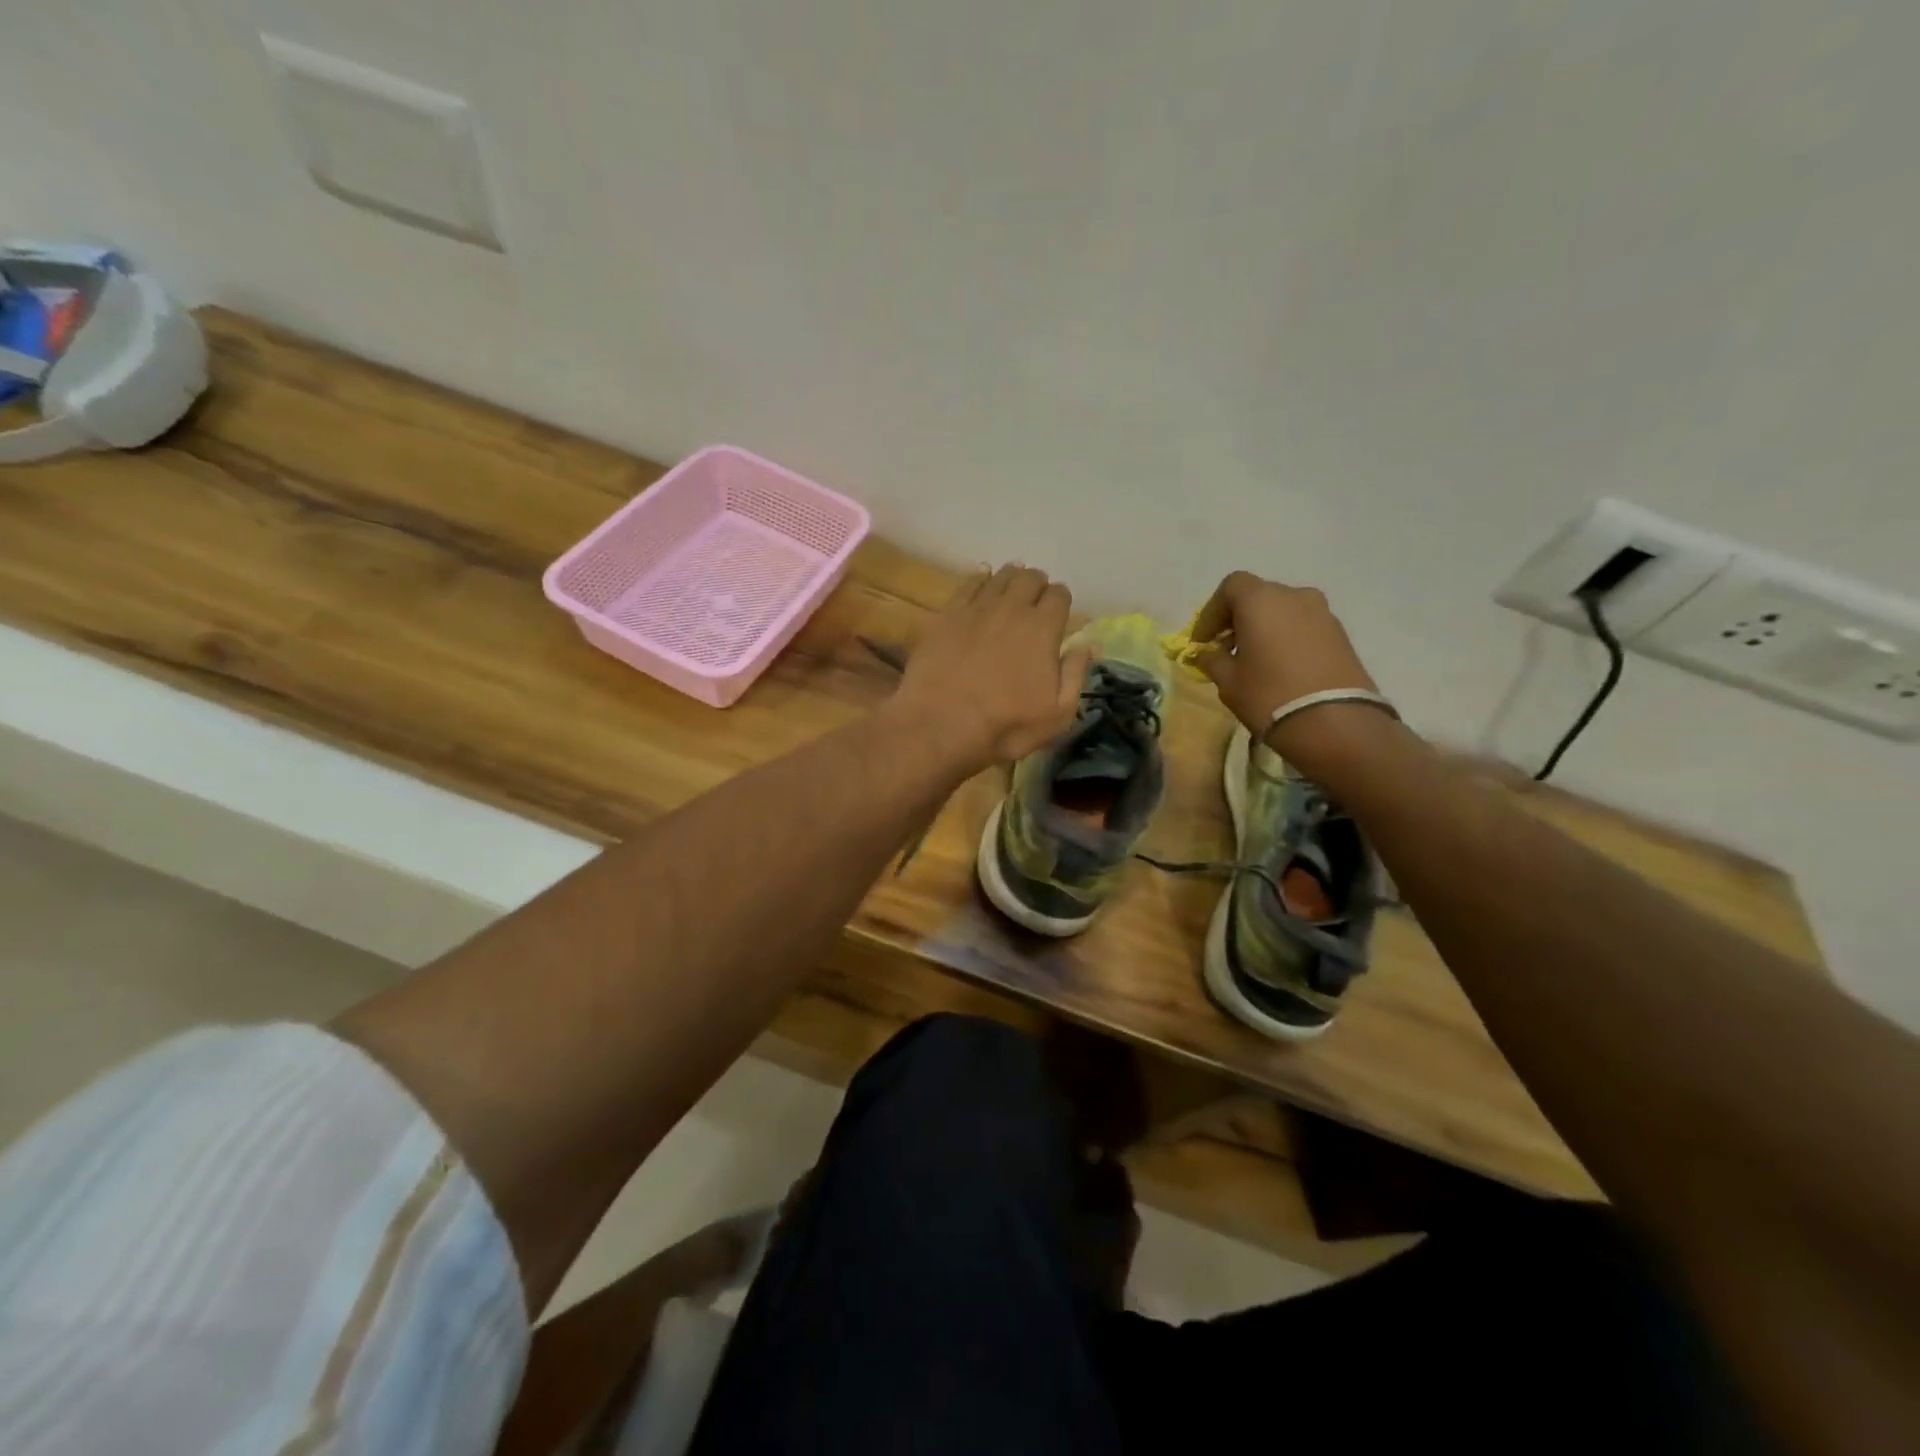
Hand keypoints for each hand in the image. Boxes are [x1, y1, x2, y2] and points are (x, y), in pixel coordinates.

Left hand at [890, 564, 1089, 771]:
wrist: (940, 725)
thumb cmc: (1005, 726)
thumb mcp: (1057, 714)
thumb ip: (1076, 674)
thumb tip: (1088, 643)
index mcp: (1043, 628)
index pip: (1060, 595)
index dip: (1061, 601)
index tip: (1059, 613)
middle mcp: (1012, 608)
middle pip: (1030, 579)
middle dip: (1037, 585)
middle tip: (1035, 600)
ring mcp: (977, 608)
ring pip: (1000, 577)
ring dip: (1011, 578)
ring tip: (1012, 587)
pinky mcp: (947, 615)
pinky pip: (968, 584)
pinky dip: (980, 578)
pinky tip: (982, 579)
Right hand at [1191, 571, 1385, 760]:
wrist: (1335, 722)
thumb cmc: (1269, 695)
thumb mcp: (1228, 681)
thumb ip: (1213, 660)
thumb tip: (1208, 653)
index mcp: (1260, 600)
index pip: (1230, 587)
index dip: (1212, 612)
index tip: (1203, 640)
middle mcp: (1294, 595)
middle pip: (1258, 596)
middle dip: (1238, 618)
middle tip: (1226, 648)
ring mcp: (1323, 613)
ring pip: (1284, 611)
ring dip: (1265, 628)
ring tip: (1255, 659)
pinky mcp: (1341, 634)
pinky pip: (1304, 626)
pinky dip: (1287, 637)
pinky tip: (1281, 666)